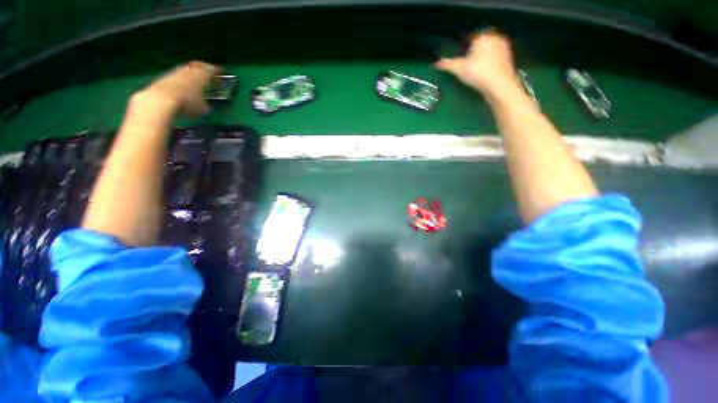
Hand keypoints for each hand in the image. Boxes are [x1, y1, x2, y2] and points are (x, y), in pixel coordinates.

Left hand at [133, 61, 219, 116]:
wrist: (162, 99)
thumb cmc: (188, 102)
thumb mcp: (202, 108)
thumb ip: (206, 104)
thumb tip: (206, 106)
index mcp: (203, 75)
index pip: (212, 69)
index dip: (218, 70)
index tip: (222, 70)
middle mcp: (190, 70)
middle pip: (199, 65)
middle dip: (204, 68)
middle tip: (209, 71)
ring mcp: (177, 72)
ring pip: (188, 69)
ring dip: (192, 72)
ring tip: (196, 77)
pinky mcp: (166, 77)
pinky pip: (178, 75)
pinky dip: (183, 77)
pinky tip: (183, 83)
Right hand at [435, 30, 519, 98]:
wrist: (500, 85)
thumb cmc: (478, 73)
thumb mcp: (459, 69)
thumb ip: (447, 64)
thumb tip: (436, 63)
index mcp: (483, 36)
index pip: (470, 37)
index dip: (462, 46)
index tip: (458, 55)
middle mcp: (495, 38)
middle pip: (480, 43)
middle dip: (473, 50)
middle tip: (465, 62)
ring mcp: (504, 48)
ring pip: (489, 50)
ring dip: (482, 57)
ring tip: (474, 69)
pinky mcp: (508, 59)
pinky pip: (495, 58)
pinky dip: (489, 63)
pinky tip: (484, 72)